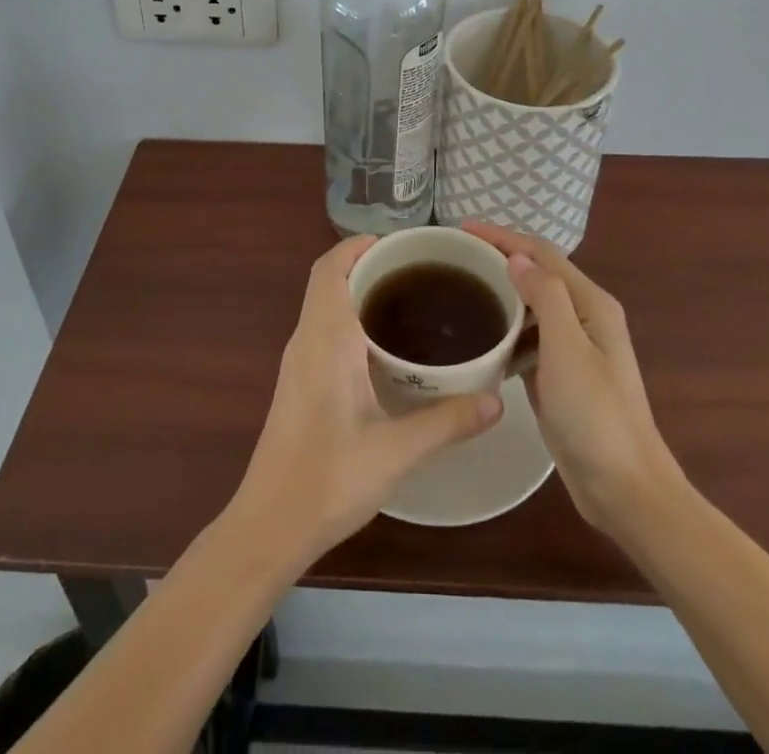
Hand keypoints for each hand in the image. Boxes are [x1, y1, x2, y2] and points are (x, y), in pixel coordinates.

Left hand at [229, 236, 502, 563]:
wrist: (270, 524)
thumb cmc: (329, 477)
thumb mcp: (396, 450)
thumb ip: (448, 421)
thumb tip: (498, 400)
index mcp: (326, 338)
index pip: (331, 268)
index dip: (359, 245)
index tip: (400, 244)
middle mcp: (307, 339)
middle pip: (328, 280)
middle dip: (366, 264)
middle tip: (417, 270)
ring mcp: (298, 362)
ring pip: (324, 305)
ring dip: (357, 290)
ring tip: (408, 300)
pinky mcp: (298, 383)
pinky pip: (323, 329)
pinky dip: (350, 318)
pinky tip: (384, 347)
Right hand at [462, 222, 684, 535]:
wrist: (624, 489)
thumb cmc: (595, 416)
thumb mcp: (567, 348)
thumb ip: (545, 296)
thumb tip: (516, 257)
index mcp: (591, 304)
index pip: (542, 254)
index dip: (503, 236)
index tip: (461, 230)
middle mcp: (585, 318)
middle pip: (538, 274)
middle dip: (500, 259)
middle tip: (455, 258)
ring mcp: (575, 349)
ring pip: (532, 307)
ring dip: (502, 294)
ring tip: (461, 291)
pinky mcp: (562, 376)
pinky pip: (529, 339)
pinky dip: (506, 330)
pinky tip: (482, 339)